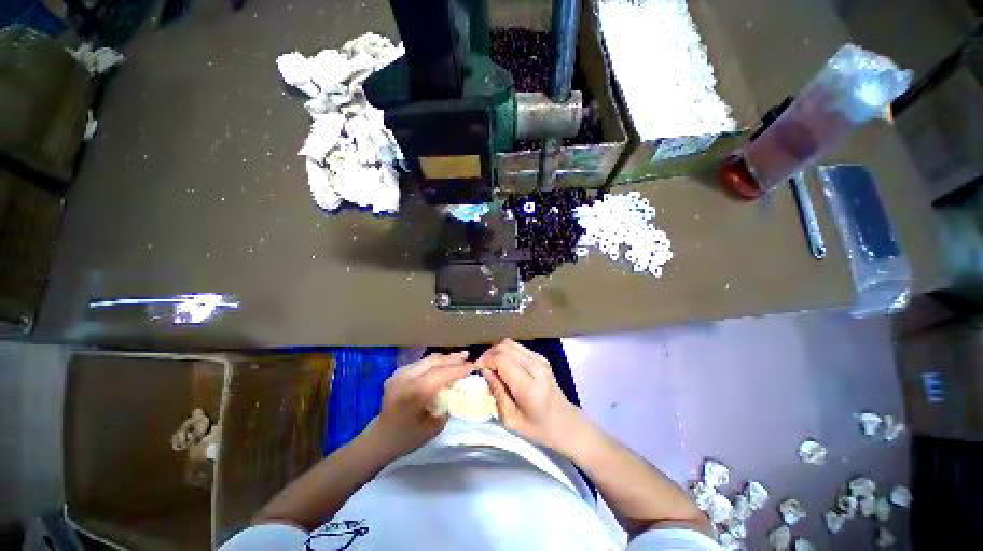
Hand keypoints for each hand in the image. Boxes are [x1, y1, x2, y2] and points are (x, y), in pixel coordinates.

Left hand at [368, 352, 472, 459]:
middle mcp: (406, 377)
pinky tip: (443, 364)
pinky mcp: (398, 372)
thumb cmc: (409, 437)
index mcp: (415, 392)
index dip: (459, 369)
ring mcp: (400, 373)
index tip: (473, 366)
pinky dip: (434, 362)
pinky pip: (421, 363)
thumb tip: (456, 388)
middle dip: (453, 359)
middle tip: (468, 357)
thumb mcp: (435, 425)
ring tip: (459, 357)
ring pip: (428, 360)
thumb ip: (447, 403)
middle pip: (435, 362)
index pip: (442, 373)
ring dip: (444, 358)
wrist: (381, 438)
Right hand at [477, 339, 585, 453]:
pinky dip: (505, 352)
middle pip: (504, 347)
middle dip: (488, 354)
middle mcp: (536, 367)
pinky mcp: (541, 357)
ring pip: (510, 343)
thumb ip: (497, 392)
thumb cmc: (538, 428)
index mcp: (529, 386)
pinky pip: (517, 347)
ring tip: (491, 366)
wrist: (566, 423)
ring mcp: (540, 359)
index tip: (476, 369)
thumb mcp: (511, 419)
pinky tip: (503, 365)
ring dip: (496, 351)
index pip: (501, 359)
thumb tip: (484, 370)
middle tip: (481, 368)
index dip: (485, 360)